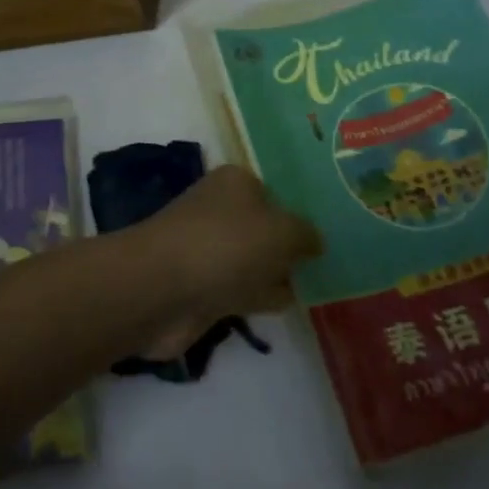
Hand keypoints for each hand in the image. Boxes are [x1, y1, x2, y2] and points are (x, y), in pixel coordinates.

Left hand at [132, 165, 321, 357]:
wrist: (162, 289)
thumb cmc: (226, 245)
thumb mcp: (282, 231)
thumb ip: (305, 234)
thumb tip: (315, 241)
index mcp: (237, 182)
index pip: (276, 193)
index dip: (298, 213)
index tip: (327, 236)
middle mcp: (221, 209)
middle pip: (265, 227)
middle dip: (289, 247)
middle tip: (325, 265)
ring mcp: (209, 249)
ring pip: (254, 260)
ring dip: (275, 275)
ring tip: (313, 288)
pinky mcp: (201, 286)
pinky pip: (241, 289)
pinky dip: (258, 297)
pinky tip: (282, 306)